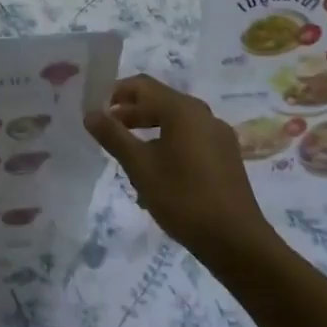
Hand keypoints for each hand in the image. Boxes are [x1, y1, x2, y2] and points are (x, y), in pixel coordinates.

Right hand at [84, 75, 273, 269]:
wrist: (236, 241)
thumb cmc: (183, 198)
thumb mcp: (140, 167)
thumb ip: (113, 136)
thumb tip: (91, 113)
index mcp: (183, 110)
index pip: (142, 86)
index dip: (115, 93)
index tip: (95, 110)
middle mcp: (203, 115)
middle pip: (160, 102)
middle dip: (130, 115)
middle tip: (106, 133)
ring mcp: (218, 136)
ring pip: (174, 123)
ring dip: (148, 132)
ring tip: (127, 156)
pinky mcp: (225, 157)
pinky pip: (190, 140)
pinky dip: (167, 146)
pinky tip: (156, 174)